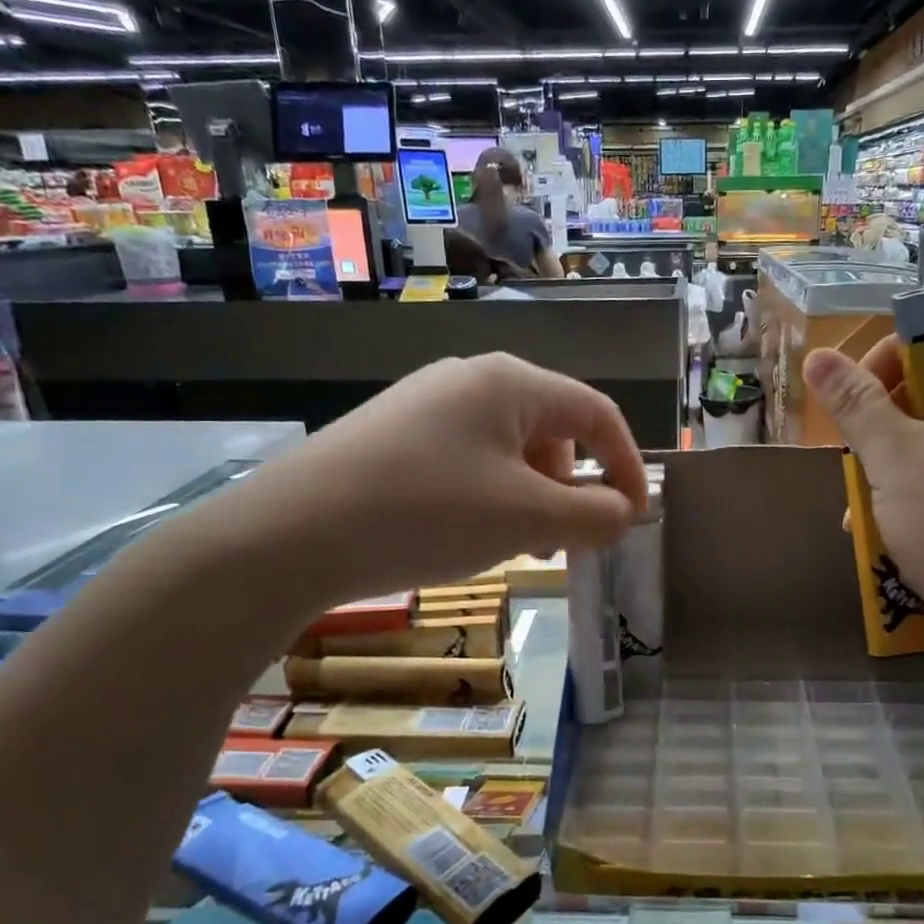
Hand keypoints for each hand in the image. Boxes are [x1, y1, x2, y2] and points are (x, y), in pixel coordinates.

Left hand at [190, 353, 647, 615]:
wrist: (290, 534)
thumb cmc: (427, 514)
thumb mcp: (526, 520)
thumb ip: (593, 515)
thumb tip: (624, 512)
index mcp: (512, 383)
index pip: (596, 414)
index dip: (626, 465)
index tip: (633, 518)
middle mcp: (471, 378)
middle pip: (553, 429)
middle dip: (572, 487)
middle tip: (564, 542)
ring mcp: (427, 403)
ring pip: (509, 448)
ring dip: (532, 496)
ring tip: (515, 545)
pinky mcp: (395, 433)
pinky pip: (468, 459)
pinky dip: (489, 495)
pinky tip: (465, 533)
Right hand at [803, 317, 923, 673]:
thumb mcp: (894, 459)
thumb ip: (855, 403)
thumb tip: (818, 356)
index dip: (879, 358)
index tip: (850, 408)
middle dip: (878, 419)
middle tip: (856, 462)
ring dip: (889, 460)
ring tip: (863, 505)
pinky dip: (916, 484)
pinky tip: (888, 526)